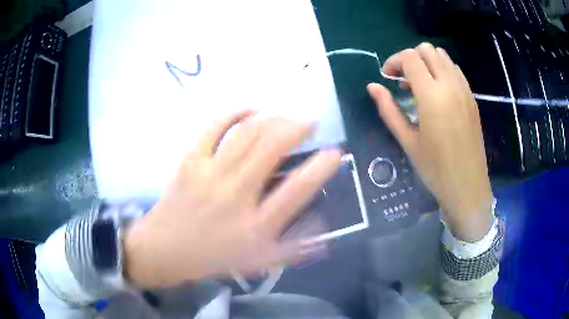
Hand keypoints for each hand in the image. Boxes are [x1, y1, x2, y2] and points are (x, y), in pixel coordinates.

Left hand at [124, 111, 341, 287]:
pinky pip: (213, 127)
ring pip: (247, 133)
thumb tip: (323, 229)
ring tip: (285, 117)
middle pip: (272, 148)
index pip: (297, 191)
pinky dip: (234, 113)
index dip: (321, 168)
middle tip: (309, 123)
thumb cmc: (212, 258)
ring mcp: (210, 173)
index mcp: (255, 226)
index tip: (335, 153)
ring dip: (272, 119)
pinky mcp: (191, 161)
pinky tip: (251, 109)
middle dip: (297, 128)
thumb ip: (292, 248)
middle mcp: (236, 195)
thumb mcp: (256, 262)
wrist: (165, 249)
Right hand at [368, 43, 493, 241]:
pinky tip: (437, 91)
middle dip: (410, 58)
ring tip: (420, 84)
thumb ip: (389, 109)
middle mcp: (450, 85)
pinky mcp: (472, 98)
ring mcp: (464, 90)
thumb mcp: (407, 141)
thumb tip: (373, 87)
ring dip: (427, 62)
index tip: (387, 77)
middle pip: (426, 50)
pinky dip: (442, 70)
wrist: (468, 186)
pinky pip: (455, 70)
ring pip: (443, 56)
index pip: (410, 58)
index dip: (394, 62)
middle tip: (402, 80)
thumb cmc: (435, 169)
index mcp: (432, 95)